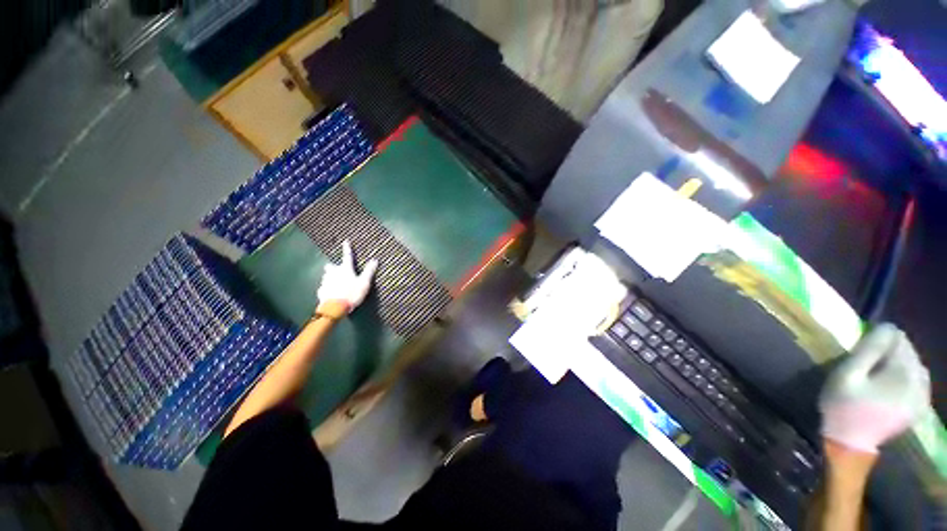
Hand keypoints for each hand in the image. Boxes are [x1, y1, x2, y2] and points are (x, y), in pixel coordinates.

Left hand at [316, 240, 377, 316]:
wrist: (335, 308)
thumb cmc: (352, 293)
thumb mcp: (364, 283)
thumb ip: (369, 271)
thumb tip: (375, 260)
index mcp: (345, 269)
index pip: (347, 256)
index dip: (347, 249)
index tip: (346, 241)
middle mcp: (333, 273)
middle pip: (330, 266)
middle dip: (333, 267)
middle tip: (337, 270)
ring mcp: (326, 282)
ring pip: (326, 276)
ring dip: (330, 278)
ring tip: (336, 283)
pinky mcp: (321, 291)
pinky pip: (324, 287)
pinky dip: (328, 288)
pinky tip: (332, 293)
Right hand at [819, 323, 930, 453]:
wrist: (851, 443)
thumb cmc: (844, 406)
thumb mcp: (847, 375)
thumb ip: (868, 351)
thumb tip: (887, 327)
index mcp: (903, 372)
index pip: (899, 339)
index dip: (881, 339)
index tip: (864, 347)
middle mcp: (920, 381)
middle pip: (910, 352)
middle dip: (892, 351)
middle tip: (869, 360)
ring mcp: (923, 396)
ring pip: (916, 366)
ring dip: (900, 363)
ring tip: (880, 371)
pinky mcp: (920, 406)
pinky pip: (920, 381)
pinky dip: (908, 376)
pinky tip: (894, 383)